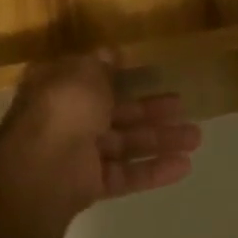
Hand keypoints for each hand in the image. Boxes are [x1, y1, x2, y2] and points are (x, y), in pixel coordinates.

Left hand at [0, 53, 200, 217]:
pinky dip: (152, 170)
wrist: (41, 168)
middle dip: (149, 110)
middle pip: (114, 112)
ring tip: (196, 137)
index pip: (90, 78)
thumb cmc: (62, 108)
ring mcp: (76, 154)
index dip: (118, 75)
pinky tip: (184, 166)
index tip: (147, 74)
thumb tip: (110, 53)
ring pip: (124, 144)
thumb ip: (100, 65)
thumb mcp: (83, 72)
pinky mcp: (88, 185)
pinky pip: (125, 174)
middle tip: (182, 106)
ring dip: (159, 140)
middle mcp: (65, 118)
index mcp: (57, 86)